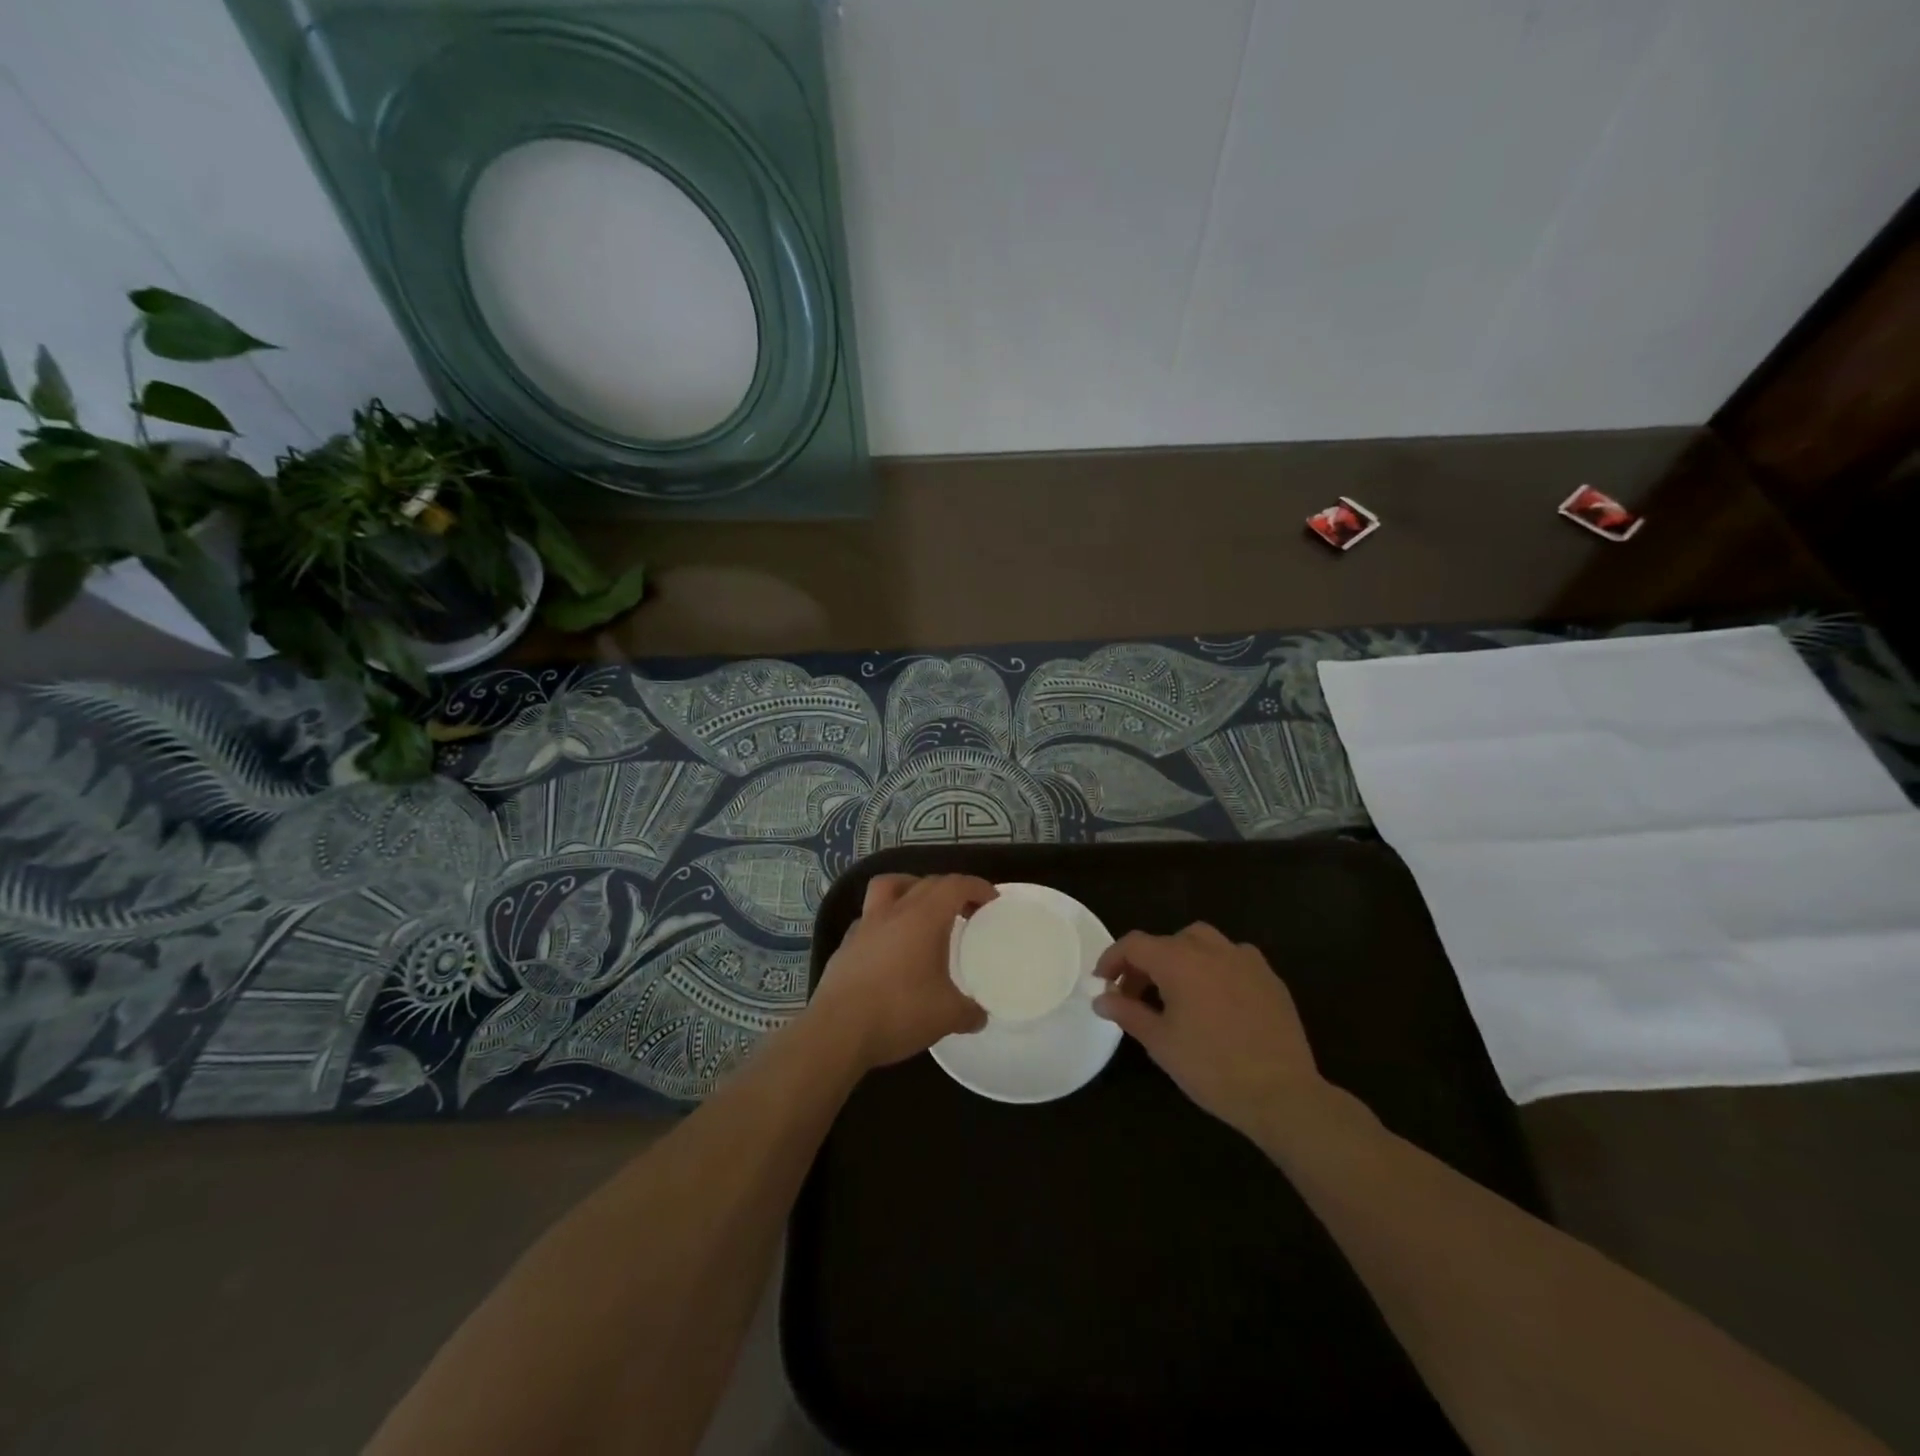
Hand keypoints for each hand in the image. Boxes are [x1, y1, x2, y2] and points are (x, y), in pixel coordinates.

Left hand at [807, 874, 995, 1071]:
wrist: (837, 1031)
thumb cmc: (898, 1012)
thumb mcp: (946, 1015)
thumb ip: (968, 1012)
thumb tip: (979, 1016)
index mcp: (923, 917)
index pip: (954, 885)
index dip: (976, 887)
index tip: (991, 899)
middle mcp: (894, 911)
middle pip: (926, 882)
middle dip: (950, 889)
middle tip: (967, 910)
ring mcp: (865, 925)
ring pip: (889, 887)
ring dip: (912, 889)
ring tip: (924, 912)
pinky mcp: (846, 944)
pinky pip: (871, 917)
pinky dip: (888, 920)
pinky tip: (893, 946)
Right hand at [1093, 923, 1329, 1142]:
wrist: (1281, 1093)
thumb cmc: (1211, 1068)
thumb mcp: (1160, 1043)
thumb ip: (1127, 1013)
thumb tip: (1101, 999)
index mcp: (1179, 961)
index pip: (1134, 944)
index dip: (1112, 959)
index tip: (1103, 983)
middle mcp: (1211, 949)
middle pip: (1167, 941)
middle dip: (1146, 963)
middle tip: (1136, 995)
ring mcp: (1245, 960)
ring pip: (1203, 941)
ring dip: (1181, 957)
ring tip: (1176, 991)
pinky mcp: (1269, 977)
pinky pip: (1233, 957)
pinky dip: (1214, 967)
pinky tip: (1215, 997)